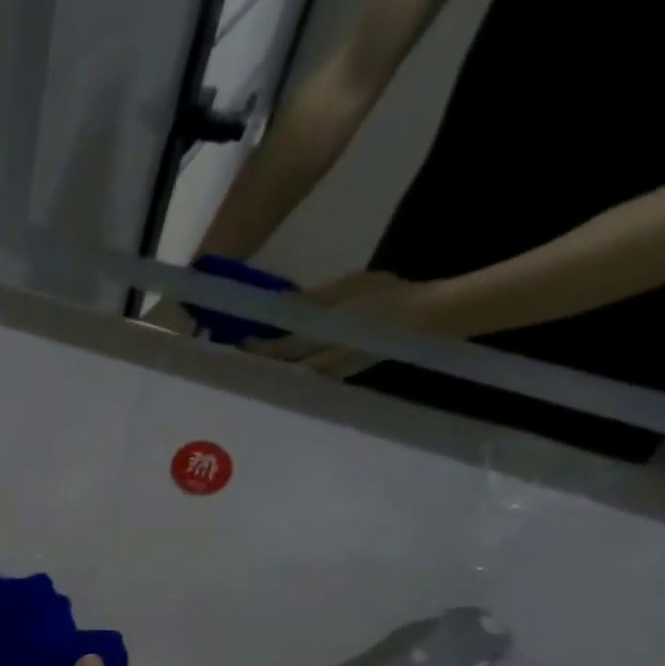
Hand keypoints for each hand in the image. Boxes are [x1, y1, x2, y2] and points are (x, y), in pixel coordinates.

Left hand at [247, 269, 462, 377]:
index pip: (281, 347)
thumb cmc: (389, 295)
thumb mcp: (351, 285)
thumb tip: (280, 304)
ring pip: (293, 376)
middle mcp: (325, 359)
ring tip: (254, 362)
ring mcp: (332, 372)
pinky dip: (292, 374)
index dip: (257, 347)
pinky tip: (281, 368)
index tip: (238, 341)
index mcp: (326, 334)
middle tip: (238, 355)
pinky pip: (308, 379)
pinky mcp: (340, 377)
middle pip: (282, 367)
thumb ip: (314, 299)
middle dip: (260, 362)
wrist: (426, 318)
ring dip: (273, 370)